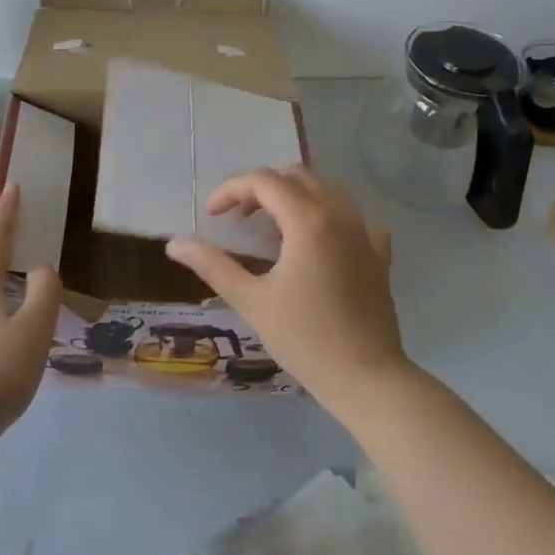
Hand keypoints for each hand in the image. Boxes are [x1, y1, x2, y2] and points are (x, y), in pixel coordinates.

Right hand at [164, 166, 408, 416]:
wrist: (366, 378)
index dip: (231, 190)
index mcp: (308, 220)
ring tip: (272, 229)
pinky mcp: (379, 255)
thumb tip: (175, 243)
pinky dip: (328, 218)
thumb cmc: (304, 339)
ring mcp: (365, 234)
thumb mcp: (251, 301)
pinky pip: (354, 219)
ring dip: (294, 197)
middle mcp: (340, 215)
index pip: (264, 181)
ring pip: (327, 191)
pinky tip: (317, 243)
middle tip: (238, 218)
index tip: (211, 216)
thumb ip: (213, 265)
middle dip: (262, 188)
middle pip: (297, 176)